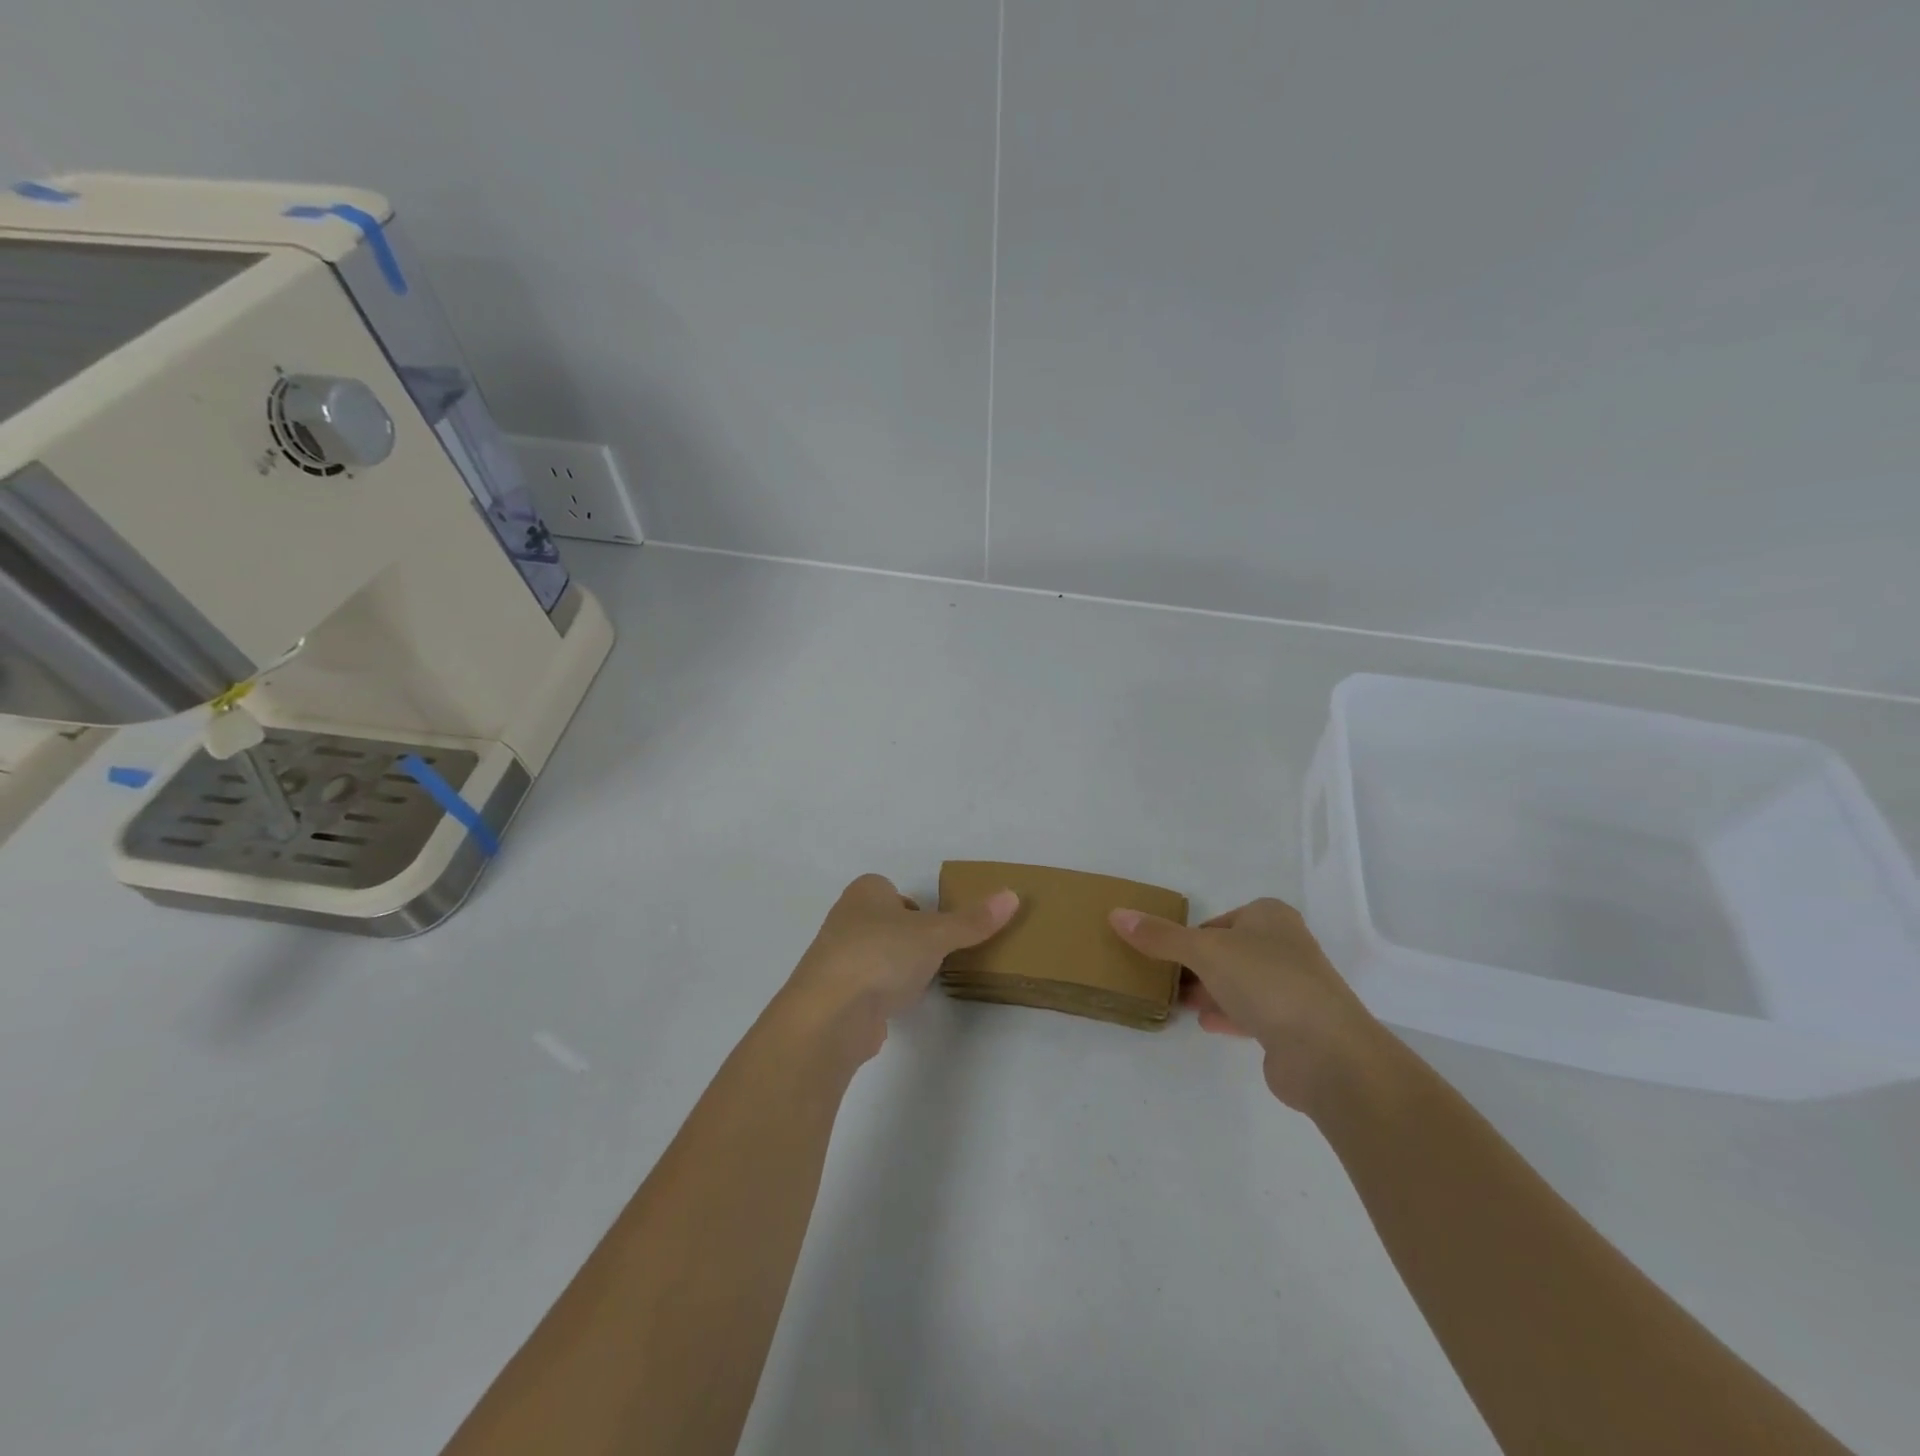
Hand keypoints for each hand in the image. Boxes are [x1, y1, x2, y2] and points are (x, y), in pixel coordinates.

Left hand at [780, 874, 1019, 1066]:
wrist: (831, 1013)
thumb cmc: (882, 954)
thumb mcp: (936, 934)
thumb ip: (973, 920)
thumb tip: (1013, 895)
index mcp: (864, 893)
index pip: (890, 889)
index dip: (913, 906)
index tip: (935, 926)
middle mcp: (845, 919)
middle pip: (883, 922)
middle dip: (907, 937)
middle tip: (934, 953)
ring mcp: (835, 958)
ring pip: (873, 955)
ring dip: (894, 967)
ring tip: (919, 982)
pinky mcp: (834, 996)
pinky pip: (865, 986)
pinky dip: (881, 994)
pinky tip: (896, 1006)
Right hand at [1109, 897, 1389, 1111]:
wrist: (1326, 1052)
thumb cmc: (1266, 982)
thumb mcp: (1204, 951)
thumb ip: (1160, 936)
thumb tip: (1116, 914)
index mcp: (1270, 916)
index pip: (1218, 921)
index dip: (1189, 937)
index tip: (1163, 955)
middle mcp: (1285, 945)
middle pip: (1228, 951)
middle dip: (1196, 966)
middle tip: (1162, 980)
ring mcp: (1294, 987)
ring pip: (1240, 983)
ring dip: (1210, 991)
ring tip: (1176, 1003)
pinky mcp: (1295, 1026)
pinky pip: (1252, 1014)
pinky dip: (1228, 1015)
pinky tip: (1206, 1024)